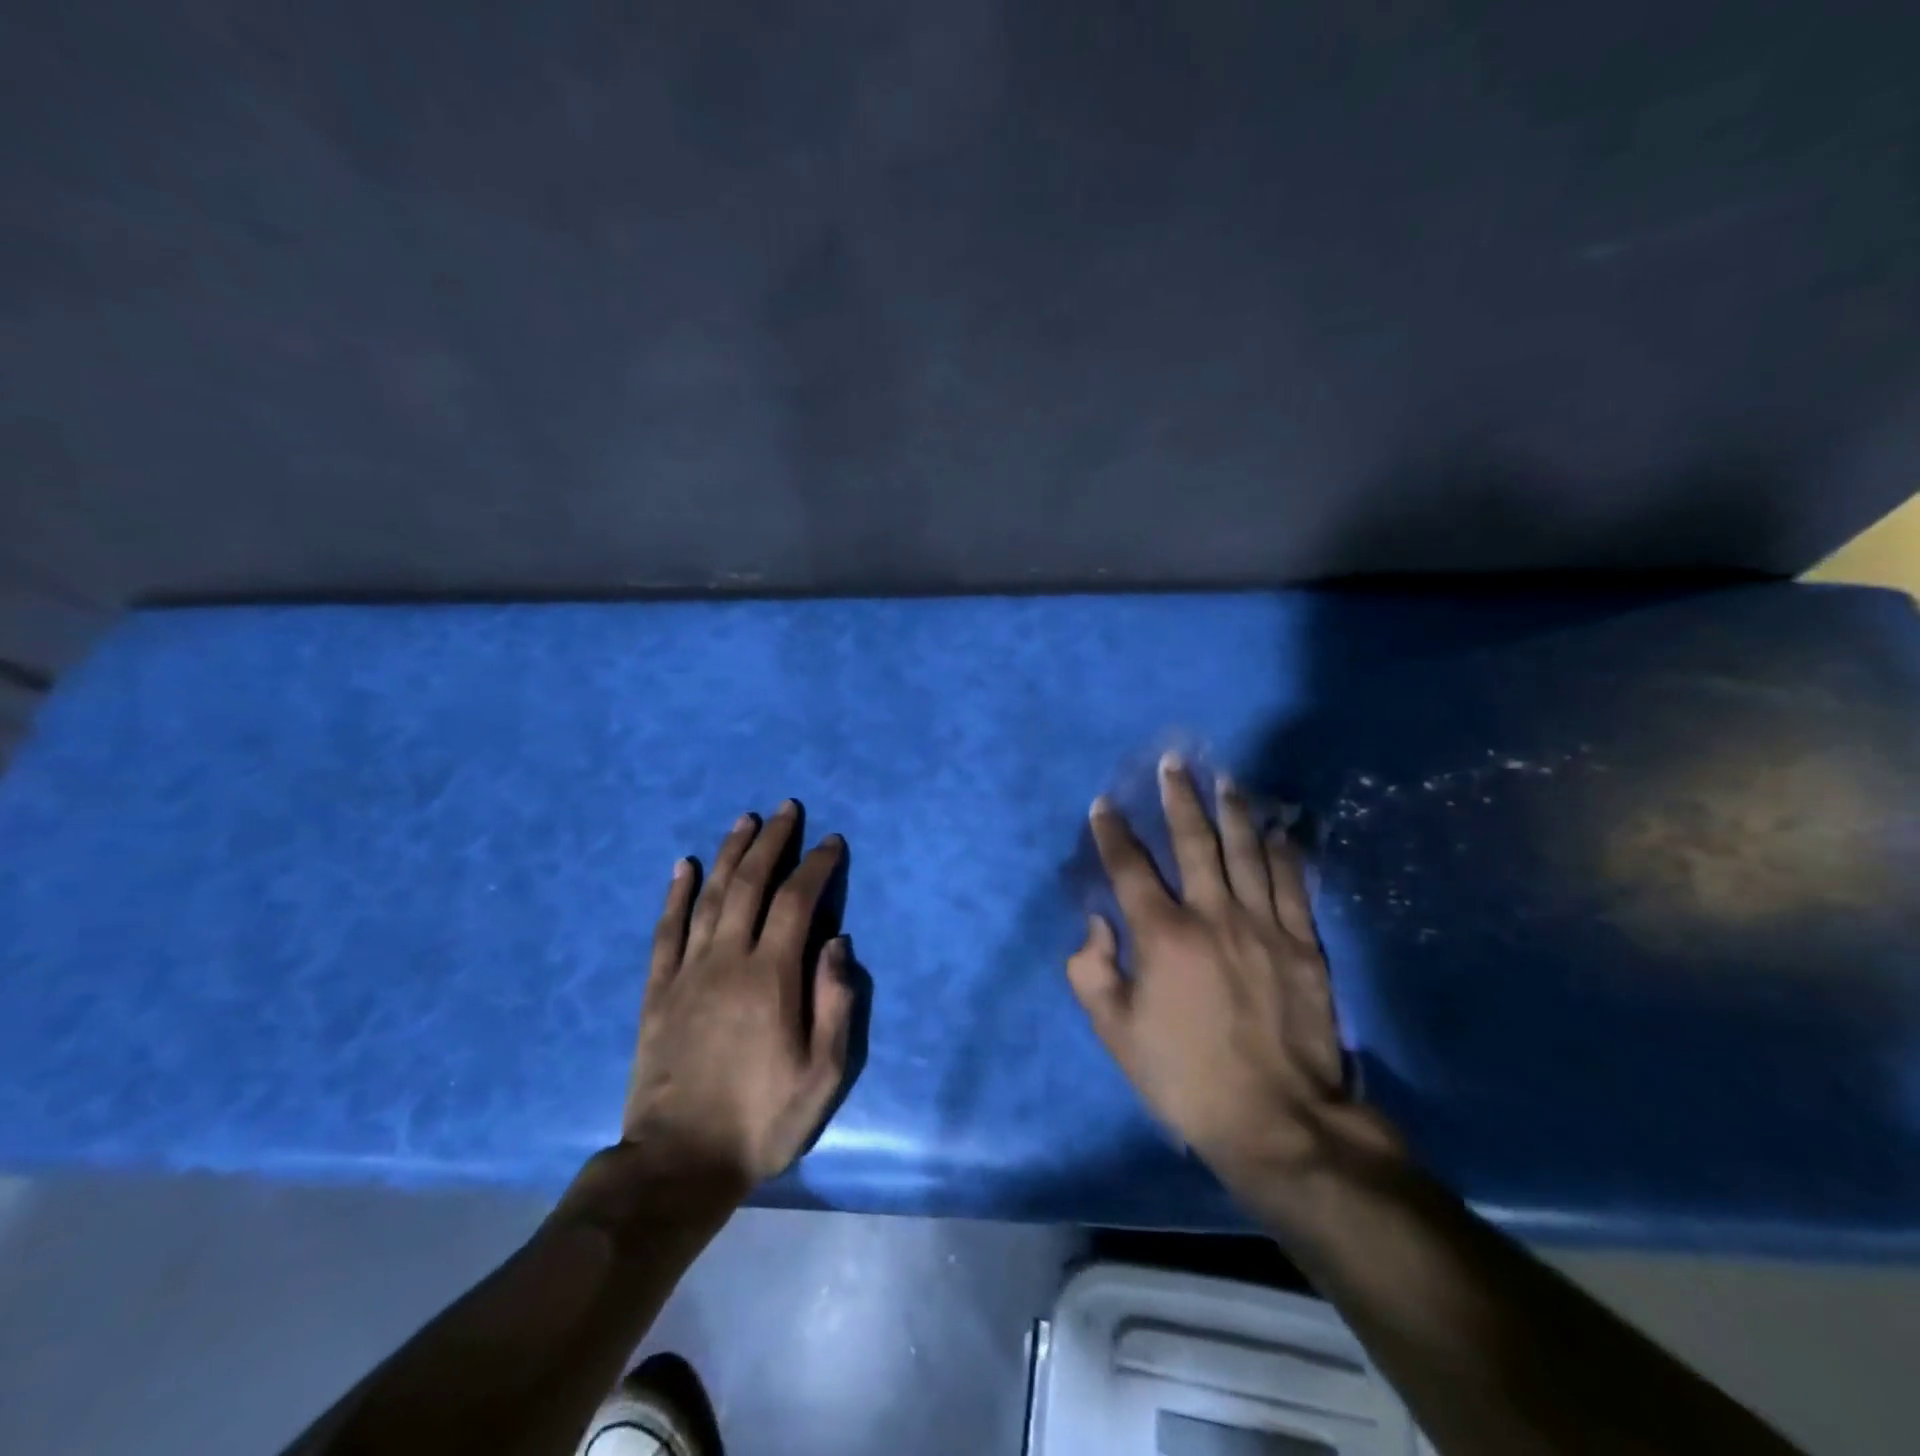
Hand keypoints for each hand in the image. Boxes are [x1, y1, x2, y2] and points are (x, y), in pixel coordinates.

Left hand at [621, 802, 855, 1190]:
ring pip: (709, 897)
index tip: (831, 842)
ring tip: (744, 821)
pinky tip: (682, 866)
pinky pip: (665, 931)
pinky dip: (675, 894)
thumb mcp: (822, 1075)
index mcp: (772, 977)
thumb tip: (838, 943)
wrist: (677, 1165)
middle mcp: (728, 960)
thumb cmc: (761, 1120)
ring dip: (729, 854)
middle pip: (751, 885)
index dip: (816, 866)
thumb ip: (835, 1004)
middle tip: (787, 809)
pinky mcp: (657, 991)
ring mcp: (687, 973)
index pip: (798, 902)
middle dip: (772, 842)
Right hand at [1067, 752, 1362, 1185]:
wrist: (1278, 1122)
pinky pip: (1292, 884)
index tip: (1104, 805)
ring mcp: (1264, 926)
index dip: (1113, 833)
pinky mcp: (1303, 944)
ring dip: (1233, 811)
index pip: (1130, 868)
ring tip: (1226, 780)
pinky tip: (1279, 829)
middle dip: (1179, 798)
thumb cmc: (1186, 1077)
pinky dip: (1284, 852)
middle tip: (1173, 763)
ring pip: (1247, 852)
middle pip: (1194, 842)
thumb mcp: (1117, 1035)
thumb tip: (1097, 924)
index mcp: (1163, 936)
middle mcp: (1213, 916)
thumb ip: (1093, 972)